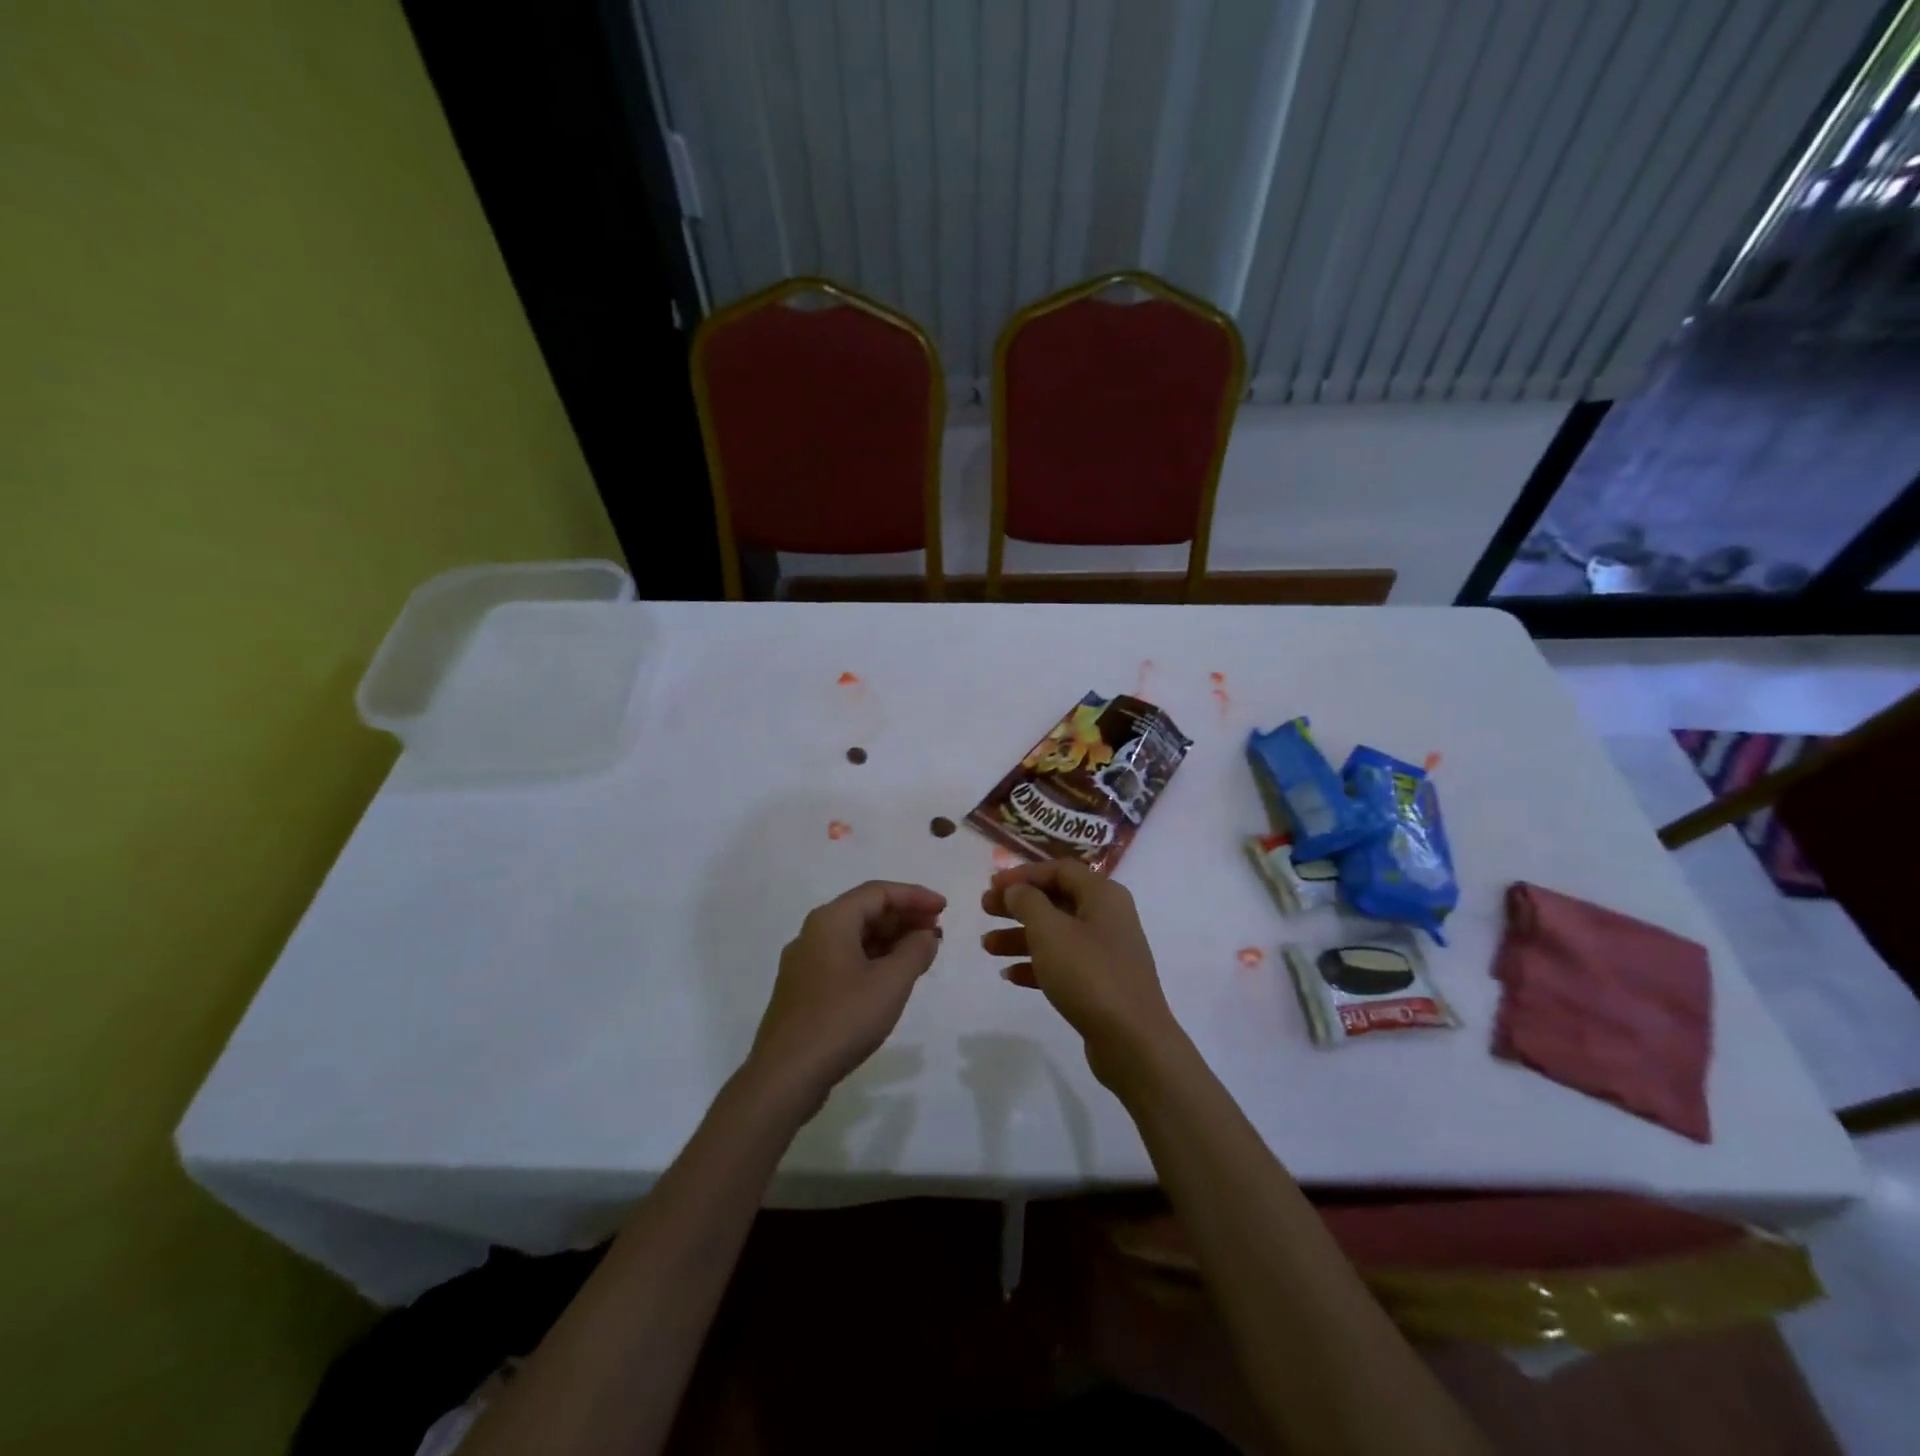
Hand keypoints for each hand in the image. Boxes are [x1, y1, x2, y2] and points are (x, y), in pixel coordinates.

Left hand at [748, 881, 944, 1110]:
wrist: (785, 1075)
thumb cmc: (843, 1019)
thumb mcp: (890, 983)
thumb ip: (915, 951)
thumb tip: (926, 935)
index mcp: (831, 921)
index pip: (878, 892)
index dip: (915, 896)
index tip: (944, 909)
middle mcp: (813, 933)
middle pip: (864, 911)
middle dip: (903, 917)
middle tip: (936, 931)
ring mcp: (804, 963)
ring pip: (854, 937)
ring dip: (890, 940)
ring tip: (921, 953)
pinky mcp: (803, 990)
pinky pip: (844, 959)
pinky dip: (873, 960)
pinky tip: (892, 978)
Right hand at [980, 860, 1182, 1092]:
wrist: (1132, 1041)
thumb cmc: (1089, 974)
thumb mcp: (1050, 931)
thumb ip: (1028, 902)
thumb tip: (1017, 889)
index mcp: (1103, 895)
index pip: (1059, 869)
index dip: (1023, 874)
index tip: (992, 885)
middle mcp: (1108, 917)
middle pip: (1056, 900)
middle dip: (1018, 905)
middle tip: (984, 910)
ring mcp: (1106, 951)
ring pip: (1056, 934)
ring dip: (1020, 936)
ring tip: (987, 947)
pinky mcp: (1101, 983)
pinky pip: (1063, 963)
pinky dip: (1036, 965)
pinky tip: (1009, 976)